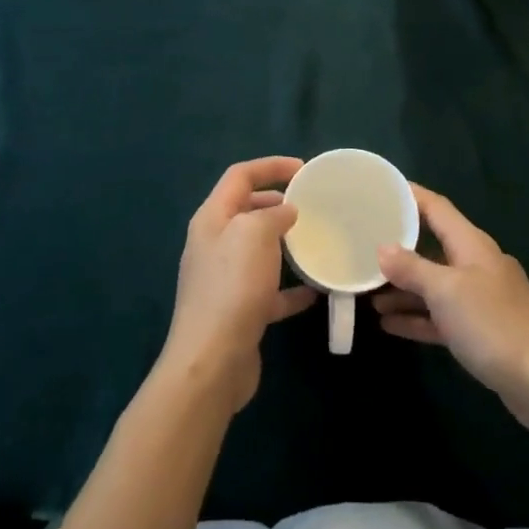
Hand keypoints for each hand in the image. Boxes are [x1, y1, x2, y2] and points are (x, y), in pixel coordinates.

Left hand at [161, 157, 318, 414]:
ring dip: (285, 244)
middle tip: (310, 205)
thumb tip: (286, 211)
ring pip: (258, 250)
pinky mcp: (238, 311)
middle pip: (246, 210)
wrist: (212, 363)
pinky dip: (290, 287)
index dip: (270, 166)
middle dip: (277, 203)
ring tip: (316, 242)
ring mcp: (224, 279)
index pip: (240, 176)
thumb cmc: (232, 287)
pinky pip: (269, 290)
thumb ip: (272, 214)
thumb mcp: (254, 234)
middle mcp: (214, 244)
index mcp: (212, 218)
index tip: (304, 169)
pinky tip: (316, 291)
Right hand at [374, 183, 528, 437]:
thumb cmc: (495, 324)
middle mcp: (475, 265)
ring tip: (367, 292)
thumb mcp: (446, 291)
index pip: (435, 207)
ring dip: (403, 288)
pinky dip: (417, 317)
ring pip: (433, 285)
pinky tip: (388, 324)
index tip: (379, 189)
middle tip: (361, 245)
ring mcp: (479, 299)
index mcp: (471, 244)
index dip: (409, 195)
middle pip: (431, 246)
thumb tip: (382, 248)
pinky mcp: (480, 332)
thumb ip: (412, 268)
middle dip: (397, 247)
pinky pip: (441, 316)